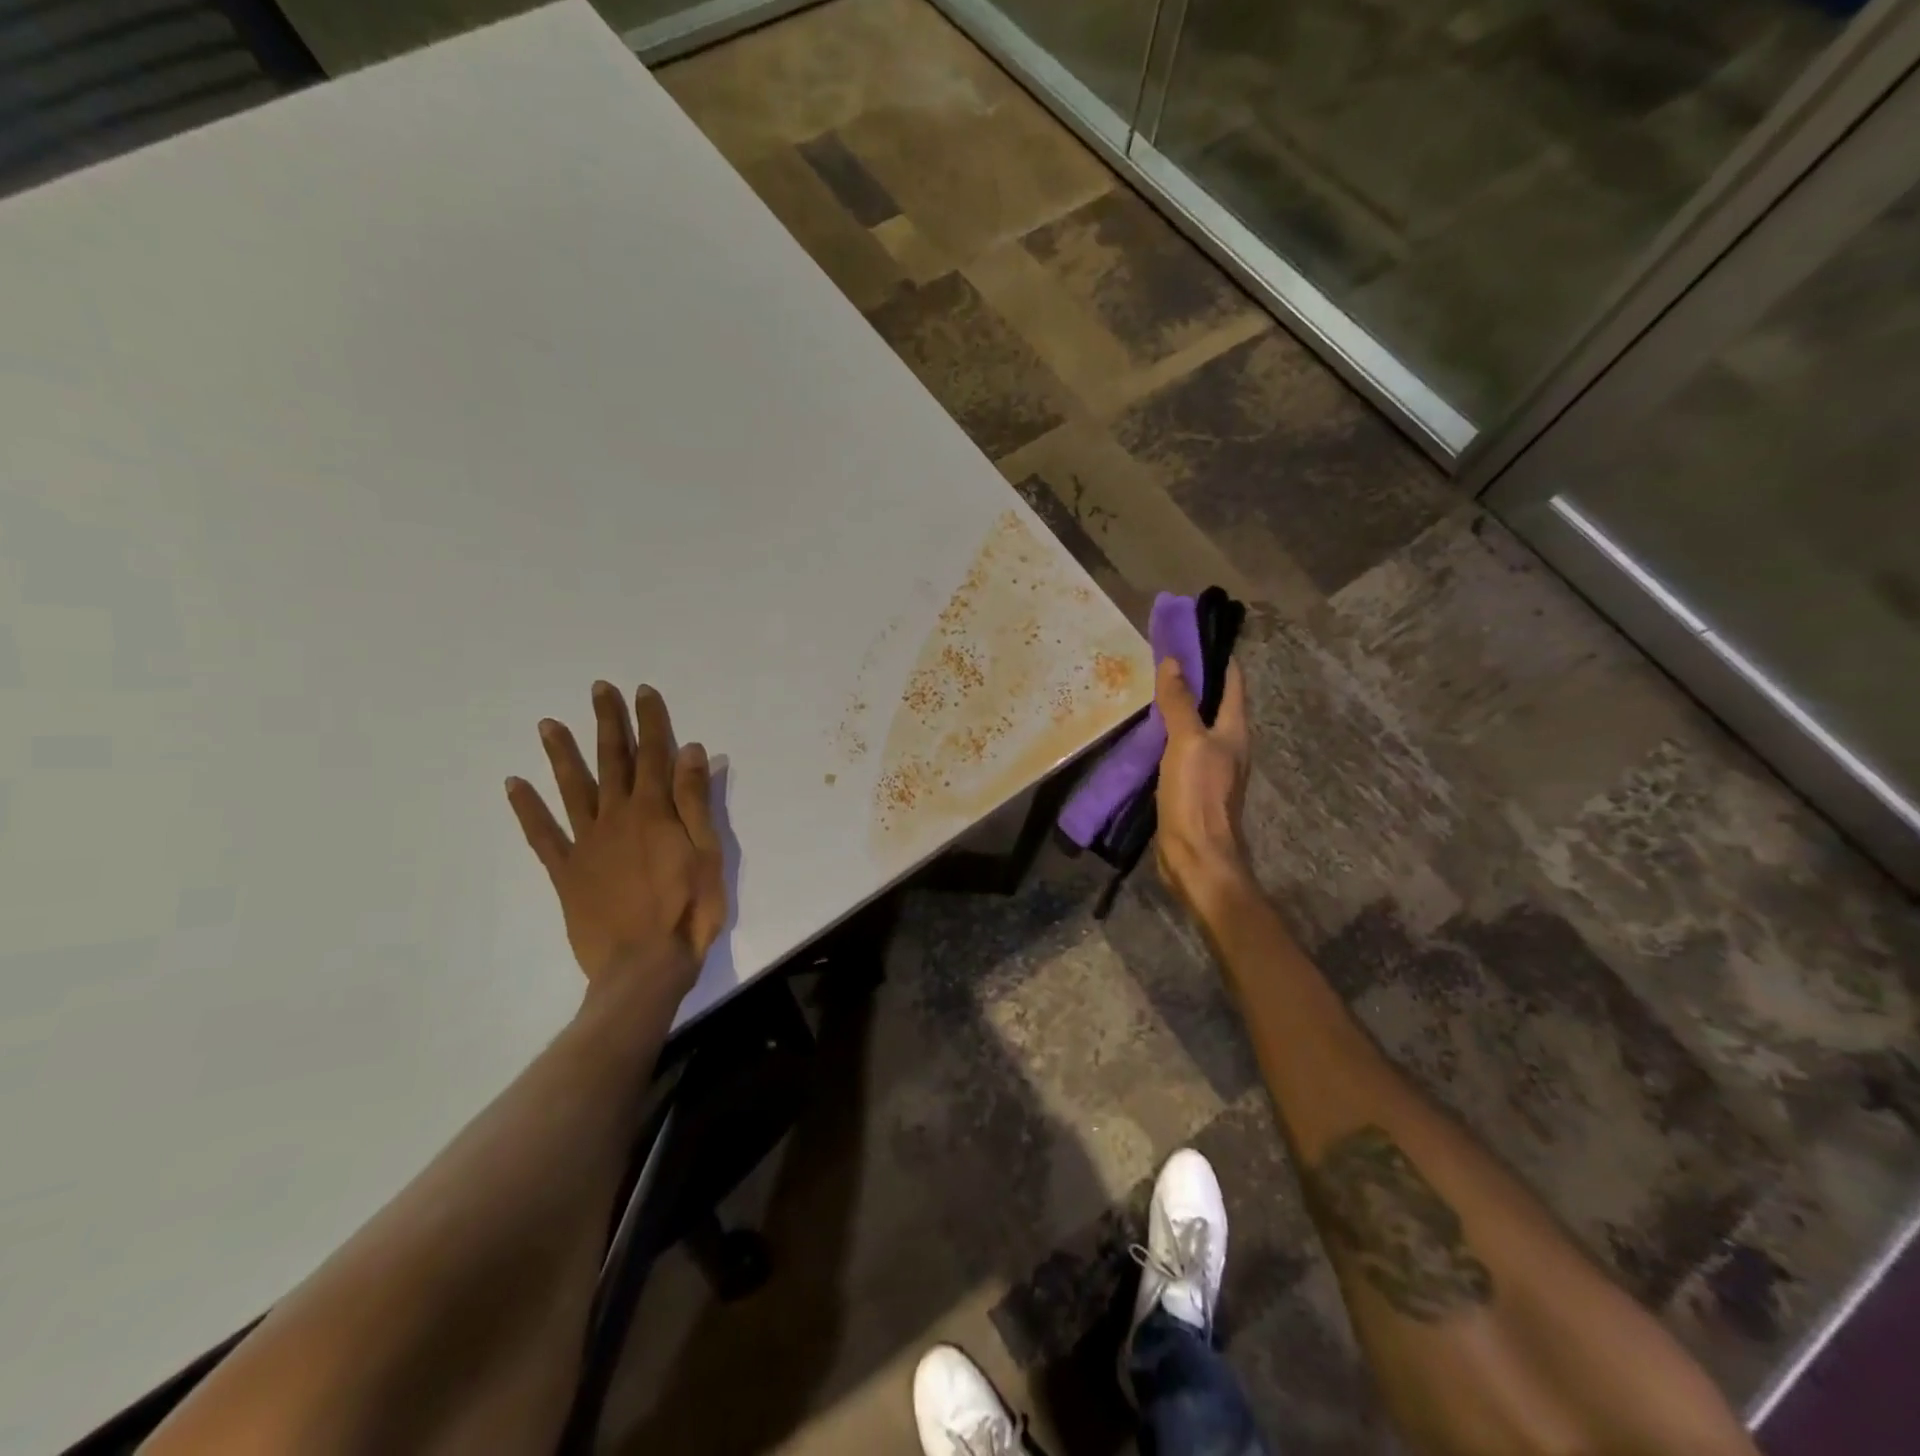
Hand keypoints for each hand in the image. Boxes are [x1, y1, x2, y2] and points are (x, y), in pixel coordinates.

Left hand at [506, 681, 725, 1003]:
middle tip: (598, 689)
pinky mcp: (566, 872)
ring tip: (548, 724)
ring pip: (572, 789)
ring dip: (561, 754)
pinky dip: (527, 809)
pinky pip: (543, 835)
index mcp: (654, 811)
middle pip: (612, 761)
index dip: (650, 721)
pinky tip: (514, 785)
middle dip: (607, 723)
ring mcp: (586, 844)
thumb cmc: (688, 910)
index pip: (654, 755)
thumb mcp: (707, 853)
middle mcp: (615, 817)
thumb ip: (695, 801)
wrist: (643, 966)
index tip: (642, 691)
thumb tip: (690, 750)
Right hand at [1154, 656, 1253, 914]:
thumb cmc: (1197, 797)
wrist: (1196, 857)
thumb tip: (1174, 662)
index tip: (1190, 633)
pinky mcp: (1191, 785)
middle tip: (1159, 657)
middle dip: (1191, 678)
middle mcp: (1227, 744)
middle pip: (1212, 701)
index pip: (1231, 680)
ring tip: (1148, 688)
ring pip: (1194, 725)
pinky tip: (1144, 731)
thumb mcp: (1187, 743)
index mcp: (1234, 730)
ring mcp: (1209, 766)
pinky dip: (1165, 733)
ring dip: (1176, 706)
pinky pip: (1179, 748)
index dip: (1215, 655)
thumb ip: (1180, 703)